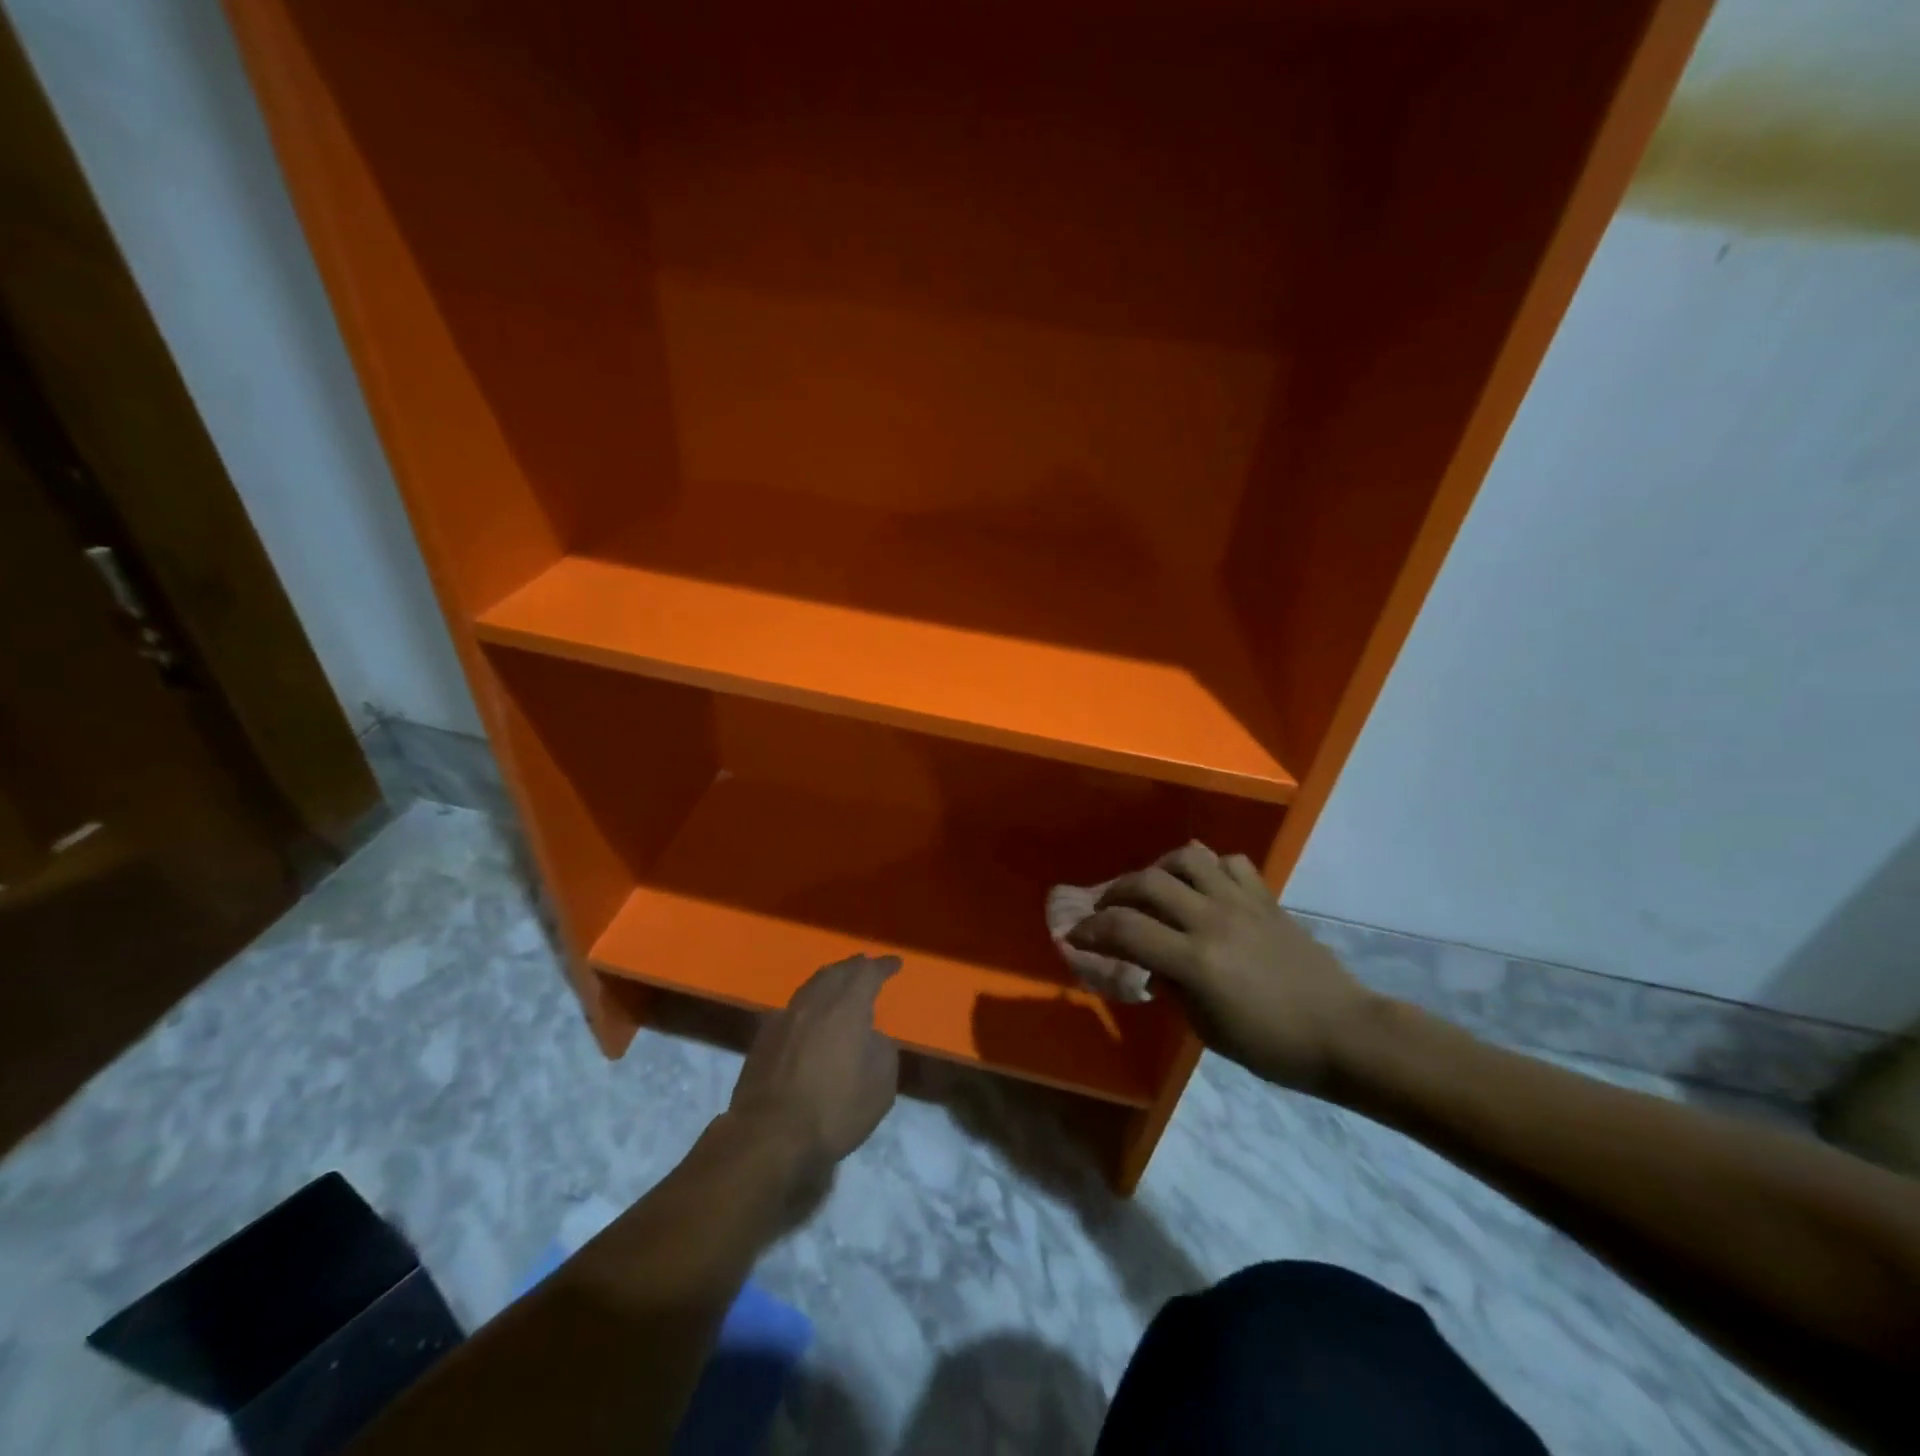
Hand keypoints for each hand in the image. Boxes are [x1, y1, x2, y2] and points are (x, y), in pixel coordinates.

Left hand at [728, 953, 901, 1169]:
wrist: (768, 1136)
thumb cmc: (833, 1111)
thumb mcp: (880, 1087)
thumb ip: (883, 1051)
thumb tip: (872, 1037)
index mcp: (846, 1008)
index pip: (868, 973)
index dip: (883, 966)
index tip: (895, 962)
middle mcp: (814, 1003)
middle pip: (836, 972)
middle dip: (854, 966)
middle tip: (867, 965)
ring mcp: (784, 1018)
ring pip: (811, 986)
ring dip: (829, 980)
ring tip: (839, 983)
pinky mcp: (763, 1037)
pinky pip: (793, 1007)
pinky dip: (809, 1003)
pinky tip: (810, 1015)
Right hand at [1066, 844, 1381, 1091]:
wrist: (1343, 1033)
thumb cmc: (1272, 1045)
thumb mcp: (1207, 1028)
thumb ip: (1172, 987)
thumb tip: (1151, 964)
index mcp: (1195, 960)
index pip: (1125, 930)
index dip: (1091, 931)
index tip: (1074, 936)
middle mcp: (1212, 920)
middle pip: (1147, 882)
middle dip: (1114, 893)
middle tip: (1105, 910)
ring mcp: (1241, 903)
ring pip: (1188, 857)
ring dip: (1159, 867)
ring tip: (1152, 887)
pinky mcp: (1266, 898)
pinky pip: (1230, 863)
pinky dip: (1209, 867)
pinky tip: (1204, 886)